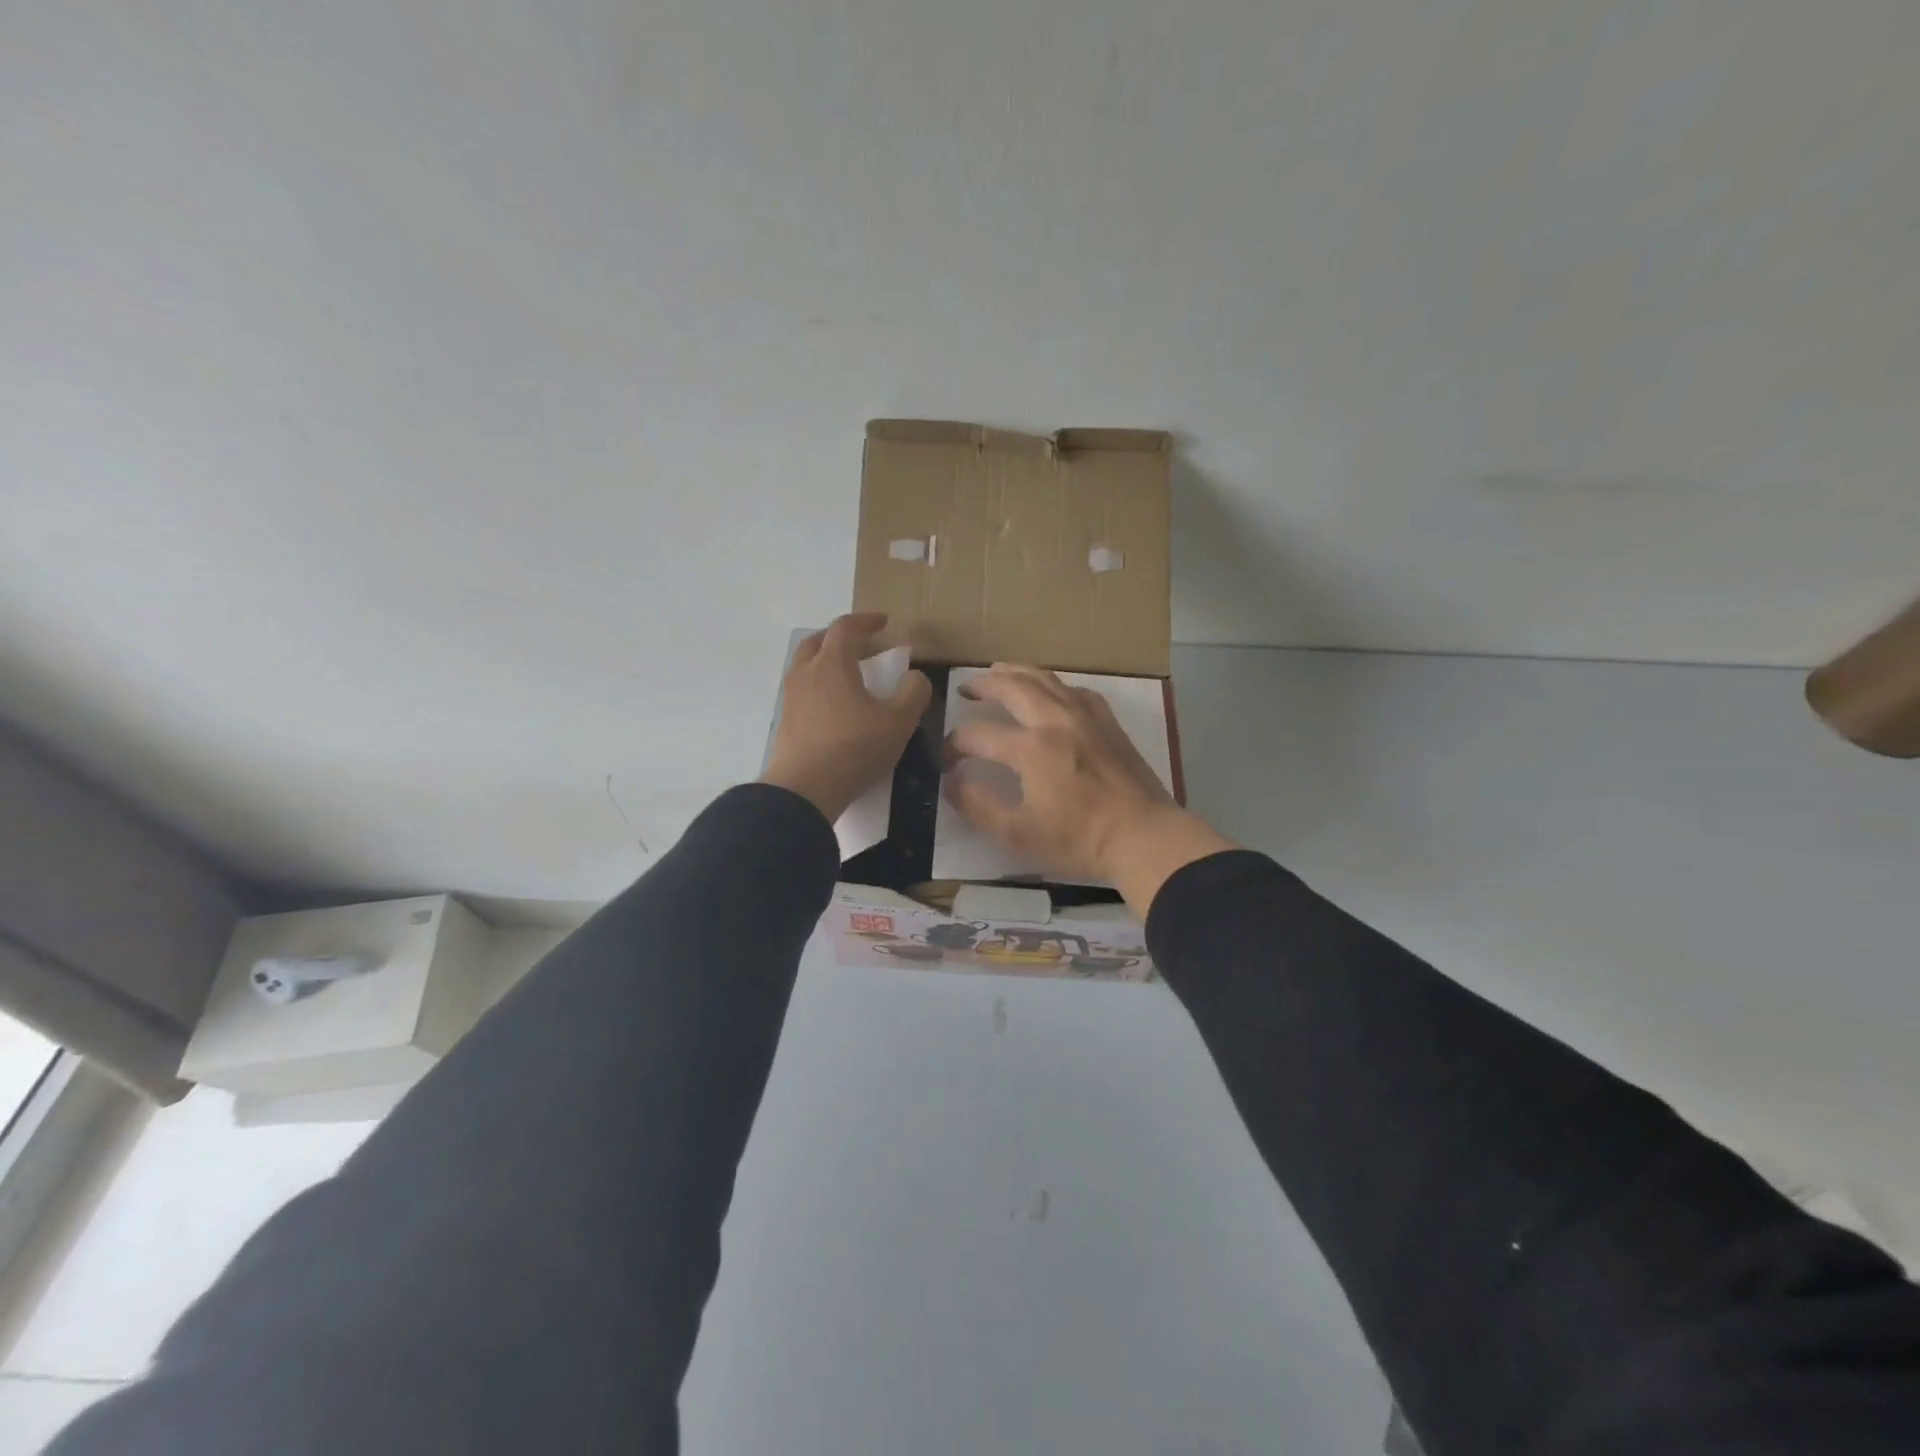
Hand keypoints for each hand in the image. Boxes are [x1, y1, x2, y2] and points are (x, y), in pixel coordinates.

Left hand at [761, 613, 932, 822]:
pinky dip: (819, 685)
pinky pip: (802, 690)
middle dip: (841, 637)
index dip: (866, 621)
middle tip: (862, 645)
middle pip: (818, 641)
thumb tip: (915, 677)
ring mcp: (791, 697)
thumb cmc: (855, 749)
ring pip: (806, 665)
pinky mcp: (785, 722)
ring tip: (849, 676)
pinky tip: (834, 706)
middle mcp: (806, 673)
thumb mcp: (899, 722)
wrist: (805, 789)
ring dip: (827, 661)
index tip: (884, 622)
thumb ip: (914, 693)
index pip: (846, 627)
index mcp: (832, 664)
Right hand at [943, 666, 1233, 915]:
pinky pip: (1076, 690)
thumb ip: (979, 806)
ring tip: (999, 671)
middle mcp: (1056, 721)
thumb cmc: (1080, 840)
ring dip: (1016, 672)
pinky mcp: (1108, 723)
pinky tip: (1052, 691)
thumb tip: (952, 782)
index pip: (979, 734)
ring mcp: (1086, 717)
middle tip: (965, 688)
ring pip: (1046, 679)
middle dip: (982, 685)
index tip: (946, 758)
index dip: (954, 744)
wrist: (1144, 837)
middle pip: (1012, 687)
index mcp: (1031, 748)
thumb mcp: (1019, 835)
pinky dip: (1055, 685)